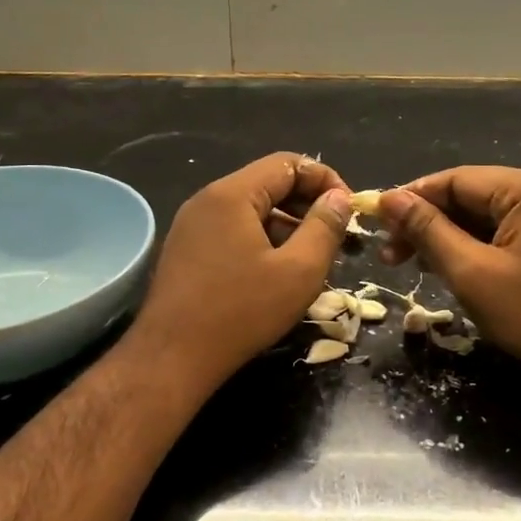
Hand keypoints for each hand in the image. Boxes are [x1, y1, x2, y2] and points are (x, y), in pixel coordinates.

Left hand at [127, 152, 351, 394]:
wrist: (172, 358)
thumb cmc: (241, 312)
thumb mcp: (299, 271)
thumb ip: (325, 228)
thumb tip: (339, 199)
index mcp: (232, 194)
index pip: (288, 163)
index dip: (325, 180)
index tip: (349, 210)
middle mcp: (207, 200)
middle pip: (268, 185)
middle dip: (307, 205)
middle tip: (335, 237)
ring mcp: (192, 226)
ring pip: (251, 211)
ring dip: (286, 227)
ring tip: (311, 260)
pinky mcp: (186, 251)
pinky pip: (232, 231)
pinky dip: (262, 242)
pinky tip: (277, 274)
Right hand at [378, 167, 520, 388]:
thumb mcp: (471, 273)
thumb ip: (428, 231)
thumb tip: (389, 199)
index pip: (457, 179)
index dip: (412, 199)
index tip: (377, 222)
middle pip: (474, 194)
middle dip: (431, 222)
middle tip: (392, 254)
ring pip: (492, 212)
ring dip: (453, 235)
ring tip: (417, 263)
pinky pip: (514, 227)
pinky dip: (482, 243)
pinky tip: (456, 263)